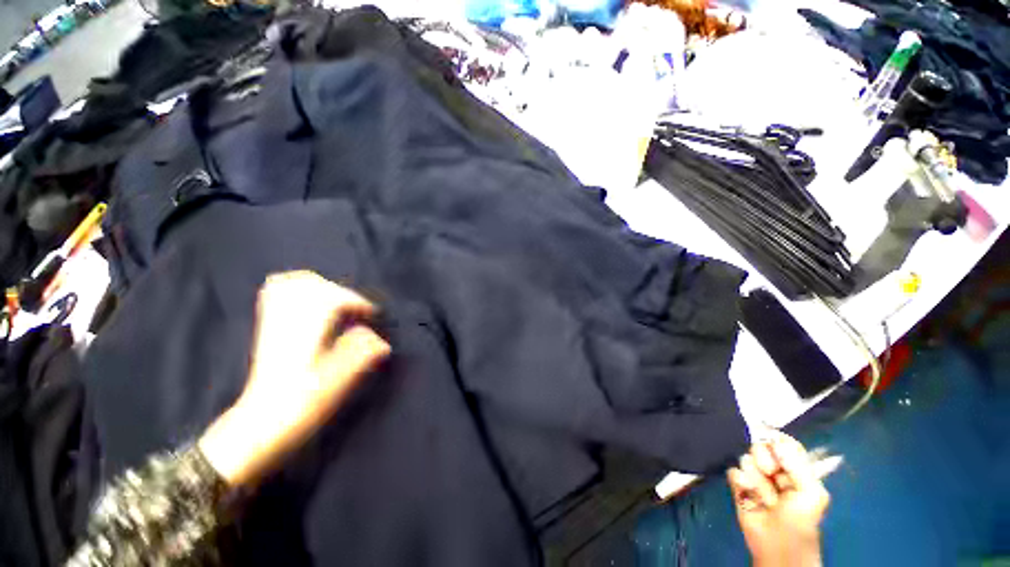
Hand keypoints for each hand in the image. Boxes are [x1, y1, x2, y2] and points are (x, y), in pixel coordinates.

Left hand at [199, 271, 390, 486]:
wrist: (261, 424)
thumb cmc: (301, 404)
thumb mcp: (338, 383)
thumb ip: (362, 356)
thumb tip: (384, 342)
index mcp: (306, 333)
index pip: (333, 299)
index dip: (358, 303)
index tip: (373, 315)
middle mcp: (288, 322)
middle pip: (315, 286)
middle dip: (342, 294)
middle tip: (356, 311)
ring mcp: (274, 323)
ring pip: (293, 284)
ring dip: (321, 287)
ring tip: (337, 301)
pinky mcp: (268, 328)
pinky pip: (275, 293)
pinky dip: (295, 288)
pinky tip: (309, 298)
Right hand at [727, 430, 829, 566]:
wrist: (778, 547)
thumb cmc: (801, 521)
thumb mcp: (812, 494)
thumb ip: (797, 465)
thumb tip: (775, 438)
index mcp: (796, 469)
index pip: (784, 443)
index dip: (777, 439)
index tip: (773, 444)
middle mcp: (774, 469)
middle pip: (761, 446)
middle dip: (764, 459)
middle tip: (771, 474)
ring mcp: (755, 477)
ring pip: (745, 458)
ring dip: (755, 478)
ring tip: (765, 498)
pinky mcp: (738, 485)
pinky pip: (733, 471)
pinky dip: (740, 482)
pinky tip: (747, 495)